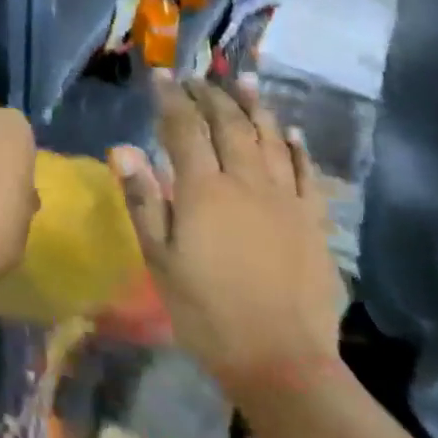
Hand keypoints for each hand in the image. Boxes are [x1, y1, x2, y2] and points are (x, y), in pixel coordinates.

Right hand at [112, 77, 340, 397]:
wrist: (281, 361)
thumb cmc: (206, 310)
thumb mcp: (159, 258)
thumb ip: (143, 199)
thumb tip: (123, 148)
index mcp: (204, 190)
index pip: (184, 128)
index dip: (170, 98)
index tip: (160, 76)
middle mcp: (247, 183)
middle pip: (229, 125)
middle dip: (210, 95)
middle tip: (196, 76)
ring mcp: (286, 200)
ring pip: (270, 139)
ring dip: (255, 106)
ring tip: (243, 80)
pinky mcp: (314, 222)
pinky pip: (307, 173)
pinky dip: (298, 147)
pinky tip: (292, 131)